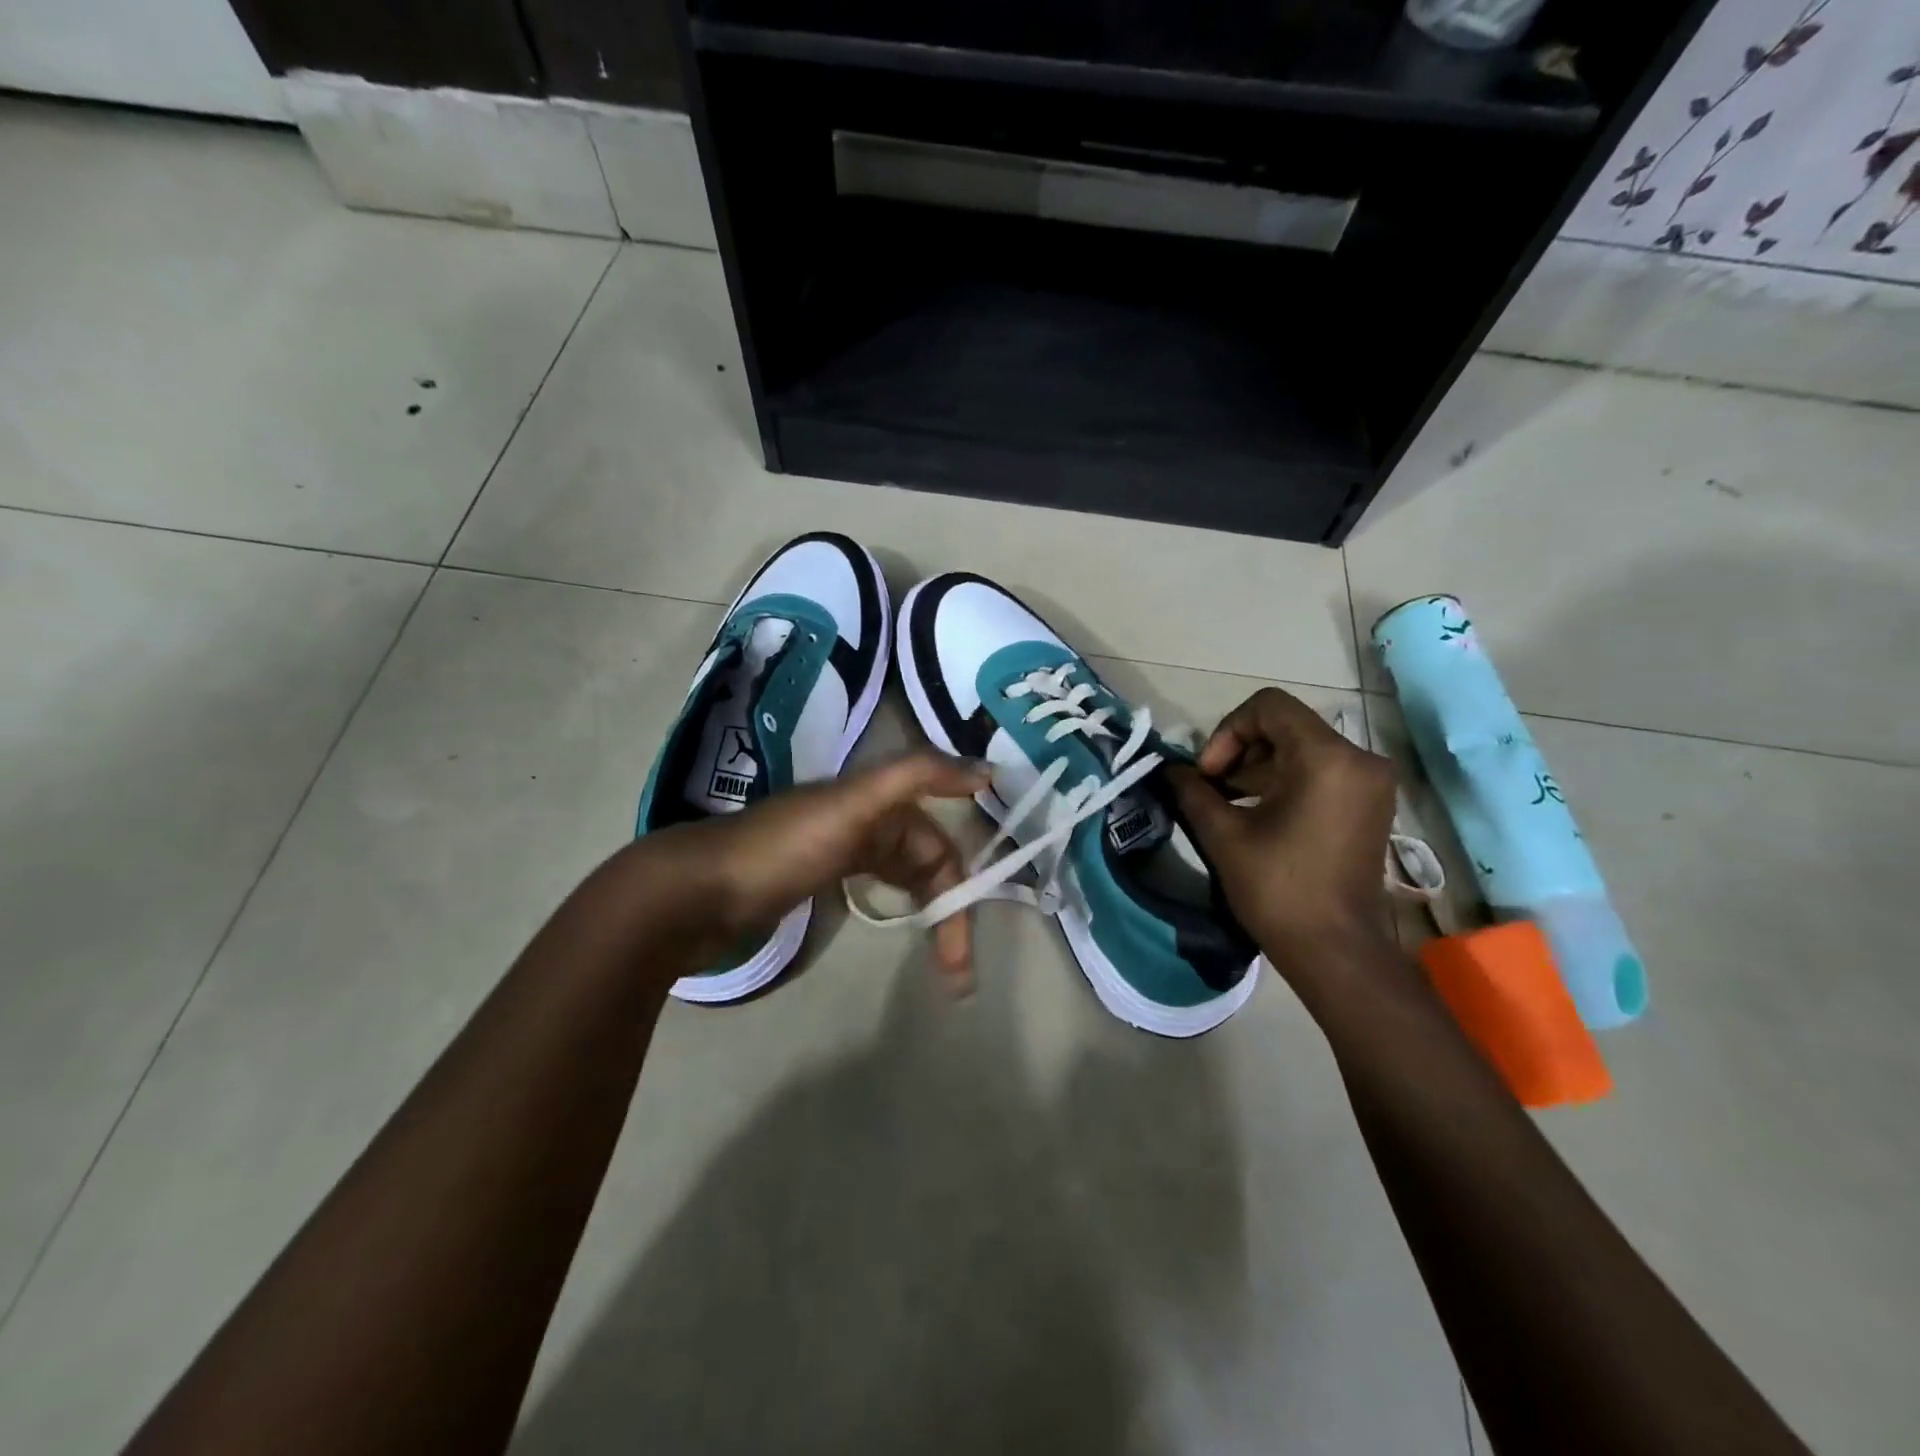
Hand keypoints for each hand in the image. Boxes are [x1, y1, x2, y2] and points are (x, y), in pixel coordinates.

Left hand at [626, 750, 989, 988]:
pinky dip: (898, 905)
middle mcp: (866, 819)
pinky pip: (878, 886)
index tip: (974, 934)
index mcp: (877, 799)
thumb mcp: (853, 804)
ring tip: (944, 969)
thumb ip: (917, 776)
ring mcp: (842, 849)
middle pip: (927, 865)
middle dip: (948, 912)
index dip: (962, 883)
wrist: (698, 890)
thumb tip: (986, 769)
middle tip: (957, 972)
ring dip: (930, 918)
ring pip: (906, 879)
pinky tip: (901, 929)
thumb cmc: (782, 849)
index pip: (939, 842)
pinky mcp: (821, 877)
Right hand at [1166, 688, 1397, 966]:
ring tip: (1227, 803)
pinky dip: (1284, 780)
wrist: (1336, 950)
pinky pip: (1320, 770)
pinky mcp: (1370, 804)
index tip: (1209, 774)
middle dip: (1240, 750)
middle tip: (1212, 789)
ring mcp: (1370, 782)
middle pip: (1286, 725)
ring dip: (1259, 767)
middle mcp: (1359, 759)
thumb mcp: (1224, 835)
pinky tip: (1256, 812)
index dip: (1227, 731)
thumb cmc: (1278, 889)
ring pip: (1302, 748)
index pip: (1268, 707)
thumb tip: (1171, 770)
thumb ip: (1193, 791)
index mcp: (1328, 758)